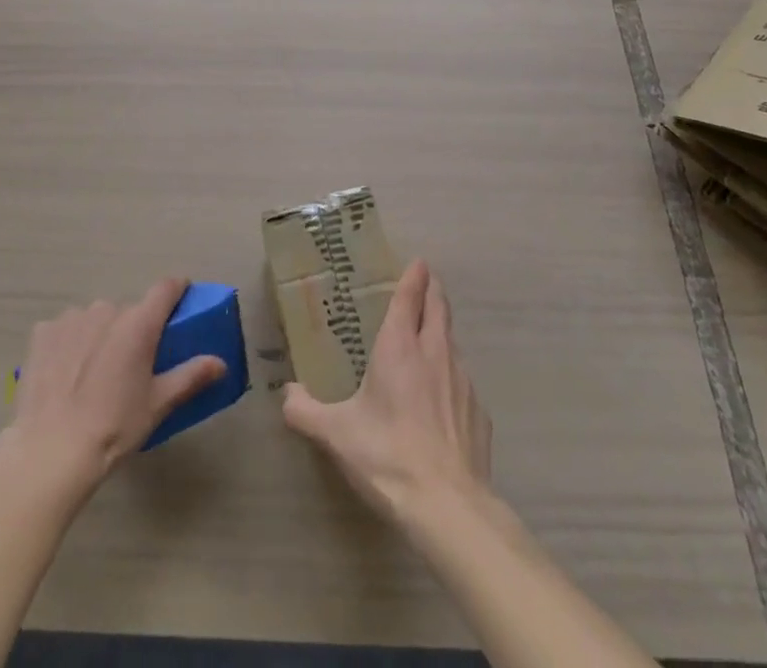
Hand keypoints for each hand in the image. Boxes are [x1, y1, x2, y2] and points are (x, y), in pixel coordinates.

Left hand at [1, 278, 226, 494]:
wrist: (51, 451)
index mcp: (139, 323)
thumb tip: (220, 363)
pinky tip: (65, 372)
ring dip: (100, 334)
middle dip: (133, 328)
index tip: (181, 298)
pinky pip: (65, 329)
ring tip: (94, 372)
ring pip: (96, 318)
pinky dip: (69, 342)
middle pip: (128, 310)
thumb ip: (190, 376)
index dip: (176, 289)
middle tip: (131, 363)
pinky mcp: (43, 333)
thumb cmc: (113, 427)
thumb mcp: (158, 405)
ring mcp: (72, 318)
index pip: (166, 287)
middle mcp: (107, 310)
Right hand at [281, 260, 491, 519]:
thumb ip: (306, 410)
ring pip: (453, 342)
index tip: (419, 261)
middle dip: (433, 291)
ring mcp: (463, 382)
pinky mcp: (479, 413)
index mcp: (400, 347)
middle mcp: (435, 353)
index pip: (409, 298)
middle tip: (427, 282)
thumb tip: (286, 394)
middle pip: (439, 309)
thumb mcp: (336, 434)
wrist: (449, 506)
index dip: (414, 276)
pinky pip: (464, 381)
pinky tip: (443, 397)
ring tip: (431, 336)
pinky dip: (452, 375)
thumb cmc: (387, 455)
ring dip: (442, 331)